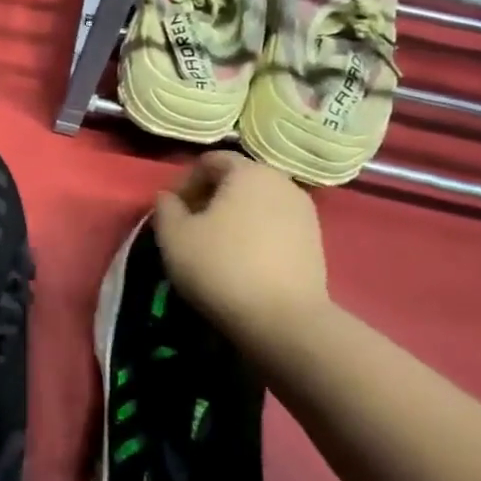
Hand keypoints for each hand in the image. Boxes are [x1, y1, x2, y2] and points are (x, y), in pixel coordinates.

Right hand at [152, 151, 327, 338]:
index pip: (210, 160)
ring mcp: (305, 212)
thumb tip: (170, 198)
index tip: (173, 211)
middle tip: (190, 227)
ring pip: (258, 203)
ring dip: (233, 217)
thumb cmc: (220, 266)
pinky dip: (256, 234)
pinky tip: (242, 262)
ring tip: (216, 247)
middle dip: (210, 198)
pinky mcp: (316, 242)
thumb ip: (165, 207)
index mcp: (249, 172)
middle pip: (237, 180)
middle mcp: (282, 182)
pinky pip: (276, 226)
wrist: (283, 320)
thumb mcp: (173, 235)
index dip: (185, 181)